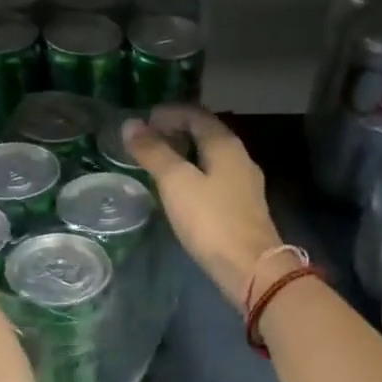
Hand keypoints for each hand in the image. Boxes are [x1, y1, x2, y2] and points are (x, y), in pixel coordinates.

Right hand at [126, 105, 286, 307]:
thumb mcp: (176, 183)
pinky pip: (216, 181)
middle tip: (148, 142)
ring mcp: (245, 186)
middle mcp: (240, 159)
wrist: (251, 268)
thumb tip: (130, 124)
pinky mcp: (244, 210)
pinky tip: (182, 193)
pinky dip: (196, 177)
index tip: (143, 121)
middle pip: (207, 135)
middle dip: (177, 133)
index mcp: (226, 145)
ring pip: (212, 159)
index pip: (196, 114)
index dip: (169, 113)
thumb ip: (154, 153)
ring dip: (187, 156)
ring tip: (160, 165)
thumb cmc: (212, 221)